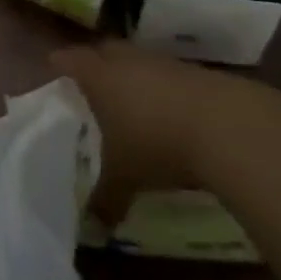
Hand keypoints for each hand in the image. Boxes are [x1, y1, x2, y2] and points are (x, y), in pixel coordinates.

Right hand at [51, 43, 216, 217]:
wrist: (227, 127)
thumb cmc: (157, 144)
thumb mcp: (125, 178)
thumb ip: (105, 199)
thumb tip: (93, 228)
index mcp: (99, 76)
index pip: (69, 60)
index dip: (60, 65)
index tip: (54, 72)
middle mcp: (127, 61)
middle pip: (104, 51)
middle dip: (96, 64)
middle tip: (90, 85)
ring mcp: (164, 63)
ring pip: (138, 61)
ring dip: (133, 76)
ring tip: (131, 103)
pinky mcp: (196, 72)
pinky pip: (168, 75)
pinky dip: (163, 89)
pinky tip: (169, 113)